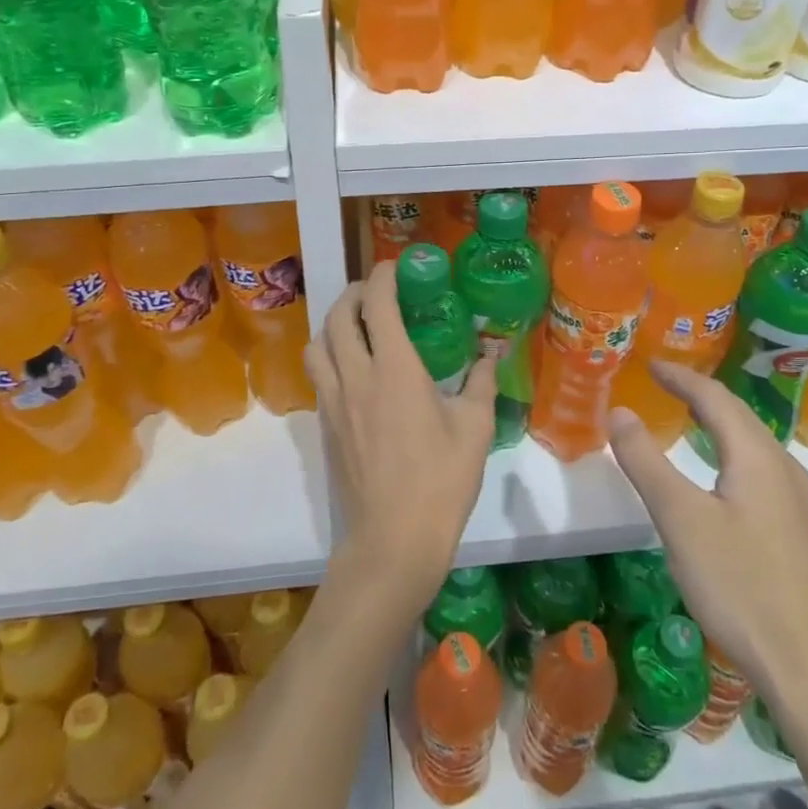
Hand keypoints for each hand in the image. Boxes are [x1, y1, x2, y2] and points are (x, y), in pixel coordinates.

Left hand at [305, 260, 496, 616]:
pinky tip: (353, 371)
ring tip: (356, 326)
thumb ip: (480, 384)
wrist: (393, 540)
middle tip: (376, 293)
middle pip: (338, 315)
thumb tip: (490, 355)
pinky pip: (318, 375)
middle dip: (354, 292)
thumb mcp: (474, 429)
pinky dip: (329, 356)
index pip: (378, 304)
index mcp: (394, 369)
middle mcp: (355, 376)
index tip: (396, 267)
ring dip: (333, 323)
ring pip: (317, 344)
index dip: (383, 276)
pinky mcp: (325, 427)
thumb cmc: (441, 482)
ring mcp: (334, 402)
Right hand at [607, 362, 807, 717]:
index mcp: (757, 456)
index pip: (715, 398)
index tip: (650, 364)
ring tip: (688, 418)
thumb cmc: (741, 586)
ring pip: (752, 444)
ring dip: (718, 423)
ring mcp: (798, 502)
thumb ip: (646, 462)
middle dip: (700, 395)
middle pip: (739, 415)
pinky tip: (721, 477)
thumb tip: (619, 411)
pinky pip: (760, 469)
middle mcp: (783, 468)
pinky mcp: (800, 531)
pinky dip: (731, 452)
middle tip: (664, 384)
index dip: (680, 377)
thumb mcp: (681, 520)